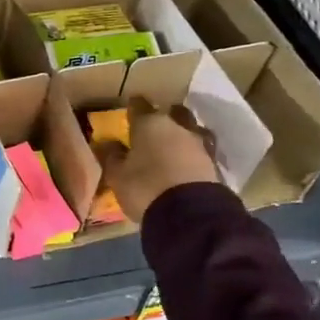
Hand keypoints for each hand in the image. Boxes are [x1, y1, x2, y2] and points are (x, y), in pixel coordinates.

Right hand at [103, 97, 219, 223]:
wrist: (188, 213)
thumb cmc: (144, 187)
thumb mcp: (117, 175)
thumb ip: (111, 156)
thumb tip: (106, 142)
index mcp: (150, 124)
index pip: (140, 107)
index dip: (134, 106)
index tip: (130, 106)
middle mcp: (177, 127)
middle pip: (171, 115)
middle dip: (163, 118)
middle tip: (153, 127)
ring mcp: (199, 144)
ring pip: (189, 132)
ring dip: (180, 137)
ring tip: (172, 147)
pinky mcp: (213, 164)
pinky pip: (198, 152)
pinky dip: (190, 156)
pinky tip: (185, 164)